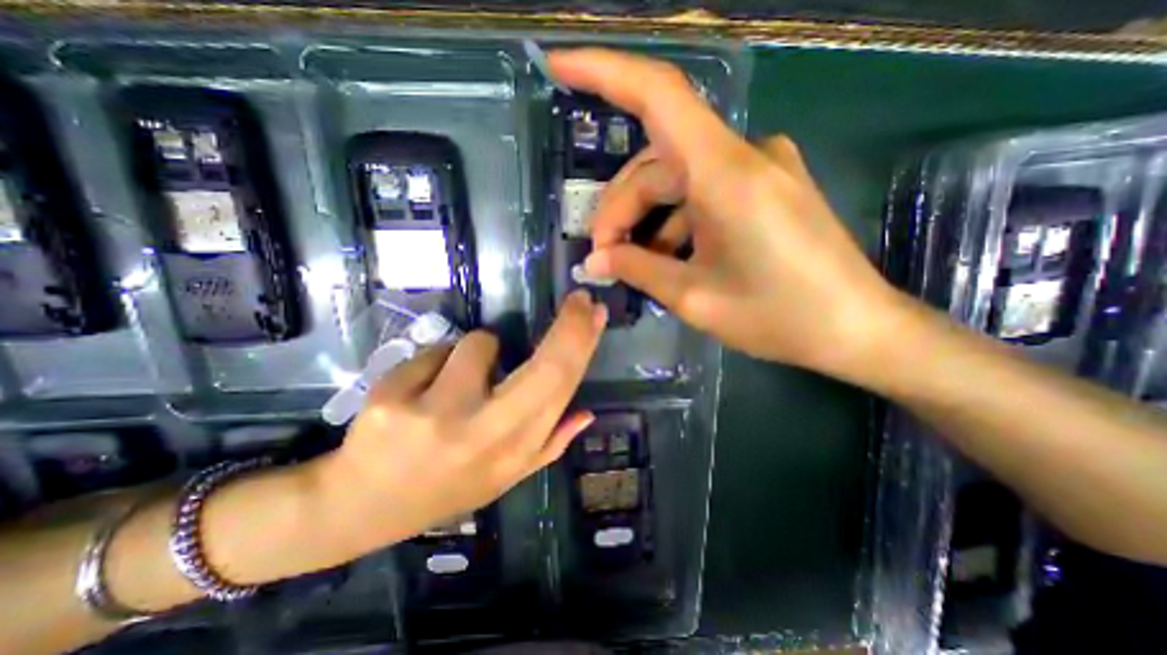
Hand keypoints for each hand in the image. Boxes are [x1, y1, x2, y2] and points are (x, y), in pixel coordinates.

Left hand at [309, 293, 606, 553]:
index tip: (595, 313)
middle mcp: (484, 434)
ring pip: (477, 344)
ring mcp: (436, 416)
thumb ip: (550, 444)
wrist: (361, 508)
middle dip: (569, 326)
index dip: (582, 346)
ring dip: (476, 352)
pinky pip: (434, 352)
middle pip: (543, 367)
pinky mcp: (392, 399)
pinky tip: (419, 392)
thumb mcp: (505, 476)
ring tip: (456, 382)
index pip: (561, 389)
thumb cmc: (445, 488)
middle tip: (579, 302)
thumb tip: (586, 413)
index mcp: (514, 452)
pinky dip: (436, 363)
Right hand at [548, 51, 899, 377]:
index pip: (657, 95)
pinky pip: (702, 194)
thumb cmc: (778, 317)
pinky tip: (666, 259)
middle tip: (603, 257)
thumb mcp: (694, 297)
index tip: (558, 66)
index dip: (603, 72)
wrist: (855, 329)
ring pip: (676, 181)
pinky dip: (674, 223)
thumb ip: (638, 271)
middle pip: (656, 163)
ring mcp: (758, 169)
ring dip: (645, 220)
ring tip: (631, 265)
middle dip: (620, 210)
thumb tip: (594, 262)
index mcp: (725, 173)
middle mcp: (742, 156)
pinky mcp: (765, 189)